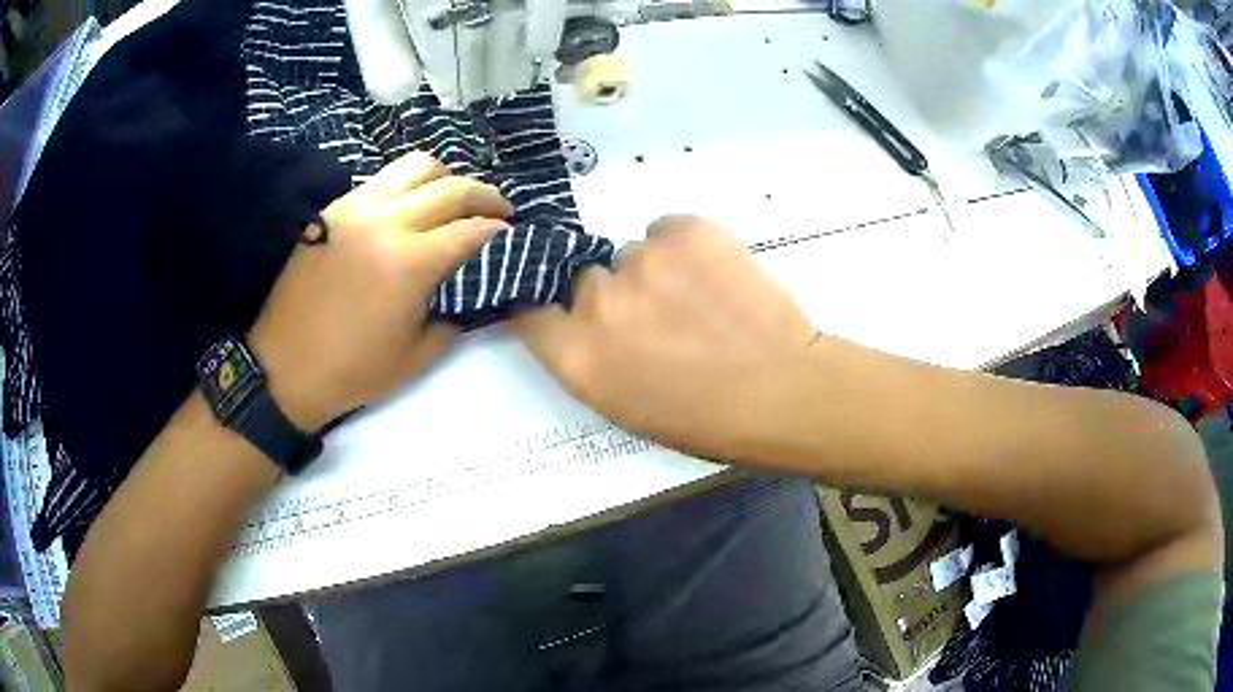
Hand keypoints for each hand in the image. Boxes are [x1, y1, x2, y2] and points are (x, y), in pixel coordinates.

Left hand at [249, 152, 512, 430]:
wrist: (284, 368)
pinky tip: (410, 208)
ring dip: (444, 178)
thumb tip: (474, 289)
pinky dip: (407, 186)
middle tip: (498, 209)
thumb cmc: (352, 371)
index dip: (498, 230)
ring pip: (414, 167)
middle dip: (484, 195)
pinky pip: (381, 180)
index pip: (470, 228)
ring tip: (452, 200)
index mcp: (409, 263)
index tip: (511, 235)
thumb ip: (454, 314)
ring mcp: (355, 209)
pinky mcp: (333, 210)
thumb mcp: (417, 356)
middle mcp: (385, 222)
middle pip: (450, 187)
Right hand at [511, 215, 815, 460]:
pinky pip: (666, 230)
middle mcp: (597, 300)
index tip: (565, 308)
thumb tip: (578, 319)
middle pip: (583, 278)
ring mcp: (641, 258)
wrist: (783, 390)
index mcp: (577, 355)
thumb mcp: (624, 405)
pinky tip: (715, 276)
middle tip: (657, 317)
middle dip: (611, 296)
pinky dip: (683, 248)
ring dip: (653, 272)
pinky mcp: (685, 229)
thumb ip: (587, 357)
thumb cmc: (706, 418)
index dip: (548, 305)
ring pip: (631, 254)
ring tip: (699, 300)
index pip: (528, 308)